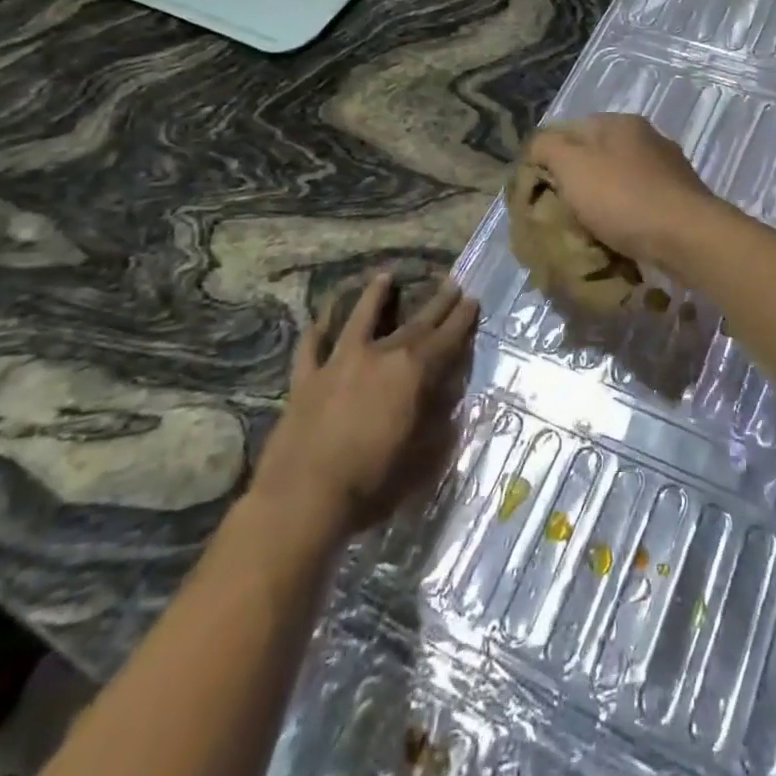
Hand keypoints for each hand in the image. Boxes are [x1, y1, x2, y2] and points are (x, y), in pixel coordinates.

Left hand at [250, 273, 477, 537]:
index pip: (446, 339)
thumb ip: (439, 422)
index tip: (473, 299)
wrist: (302, 499)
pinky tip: (319, 321)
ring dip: (374, 297)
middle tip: (452, 283)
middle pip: (414, 325)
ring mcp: (338, 363)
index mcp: (412, 373)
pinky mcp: (306, 380)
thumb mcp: (422, 457)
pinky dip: (315, 333)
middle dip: (436, 304)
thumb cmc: (372, 482)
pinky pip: (311, 348)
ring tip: (385, 276)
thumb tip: (449, 399)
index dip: (462, 320)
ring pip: (359, 320)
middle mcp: (379, 356)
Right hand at [522, 115, 719, 273]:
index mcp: (620, 123)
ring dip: (601, 202)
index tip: (537, 189)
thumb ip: (547, 147)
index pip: (570, 129)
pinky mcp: (679, 199)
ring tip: (585, 230)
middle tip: (559, 212)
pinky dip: (625, 217)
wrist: (687, 237)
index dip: (548, 157)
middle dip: (576, 183)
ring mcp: (667, 168)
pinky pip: (639, 204)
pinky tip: (617, 237)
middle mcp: (647, 138)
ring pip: (618, 181)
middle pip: (596, 156)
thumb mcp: (571, 165)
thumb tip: (538, 145)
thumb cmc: (623, 197)